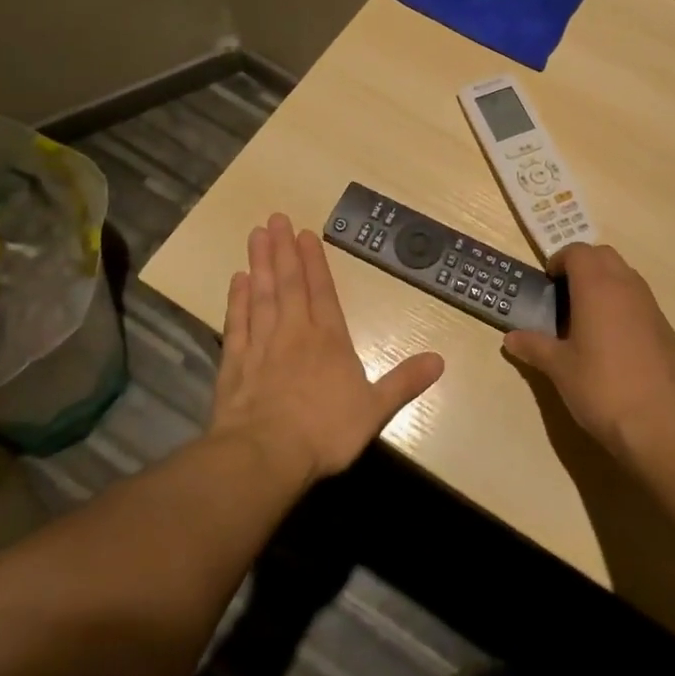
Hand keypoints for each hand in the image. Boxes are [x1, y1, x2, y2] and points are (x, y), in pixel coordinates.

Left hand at [210, 213, 444, 484]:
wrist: (265, 456)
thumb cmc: (325, 431)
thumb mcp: (375, 410)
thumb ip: (404, 382)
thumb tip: (440, 360)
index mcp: (328, 340)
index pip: (322, 291)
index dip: (314, 262)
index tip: (305, 233)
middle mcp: (294, 333)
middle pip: (289, 284)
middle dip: (283, 250)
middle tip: (276, 218)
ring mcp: (261, 346)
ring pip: (261, 296)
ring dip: (259, 264)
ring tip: (256, 235)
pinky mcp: (234, 365)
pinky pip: (236, 324)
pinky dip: (236, 301)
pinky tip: (236, 281)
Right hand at [502, 243, 674, 460]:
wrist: (658, 422)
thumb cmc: (600, 387)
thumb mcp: (559, 368)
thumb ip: (534, 346)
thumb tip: (511, 338)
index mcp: (596, 287)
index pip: (577, 251)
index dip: (559, 260)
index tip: (548, 283)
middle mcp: (626, 286)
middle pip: (603, 255)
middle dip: (583, 265)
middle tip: (565, 294)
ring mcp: (650, 305)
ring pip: (625, 275)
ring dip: (605, 283)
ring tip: (588, 317)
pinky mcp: (665, 327)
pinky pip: (641, 300)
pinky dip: (624, 305)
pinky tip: (615, 341)